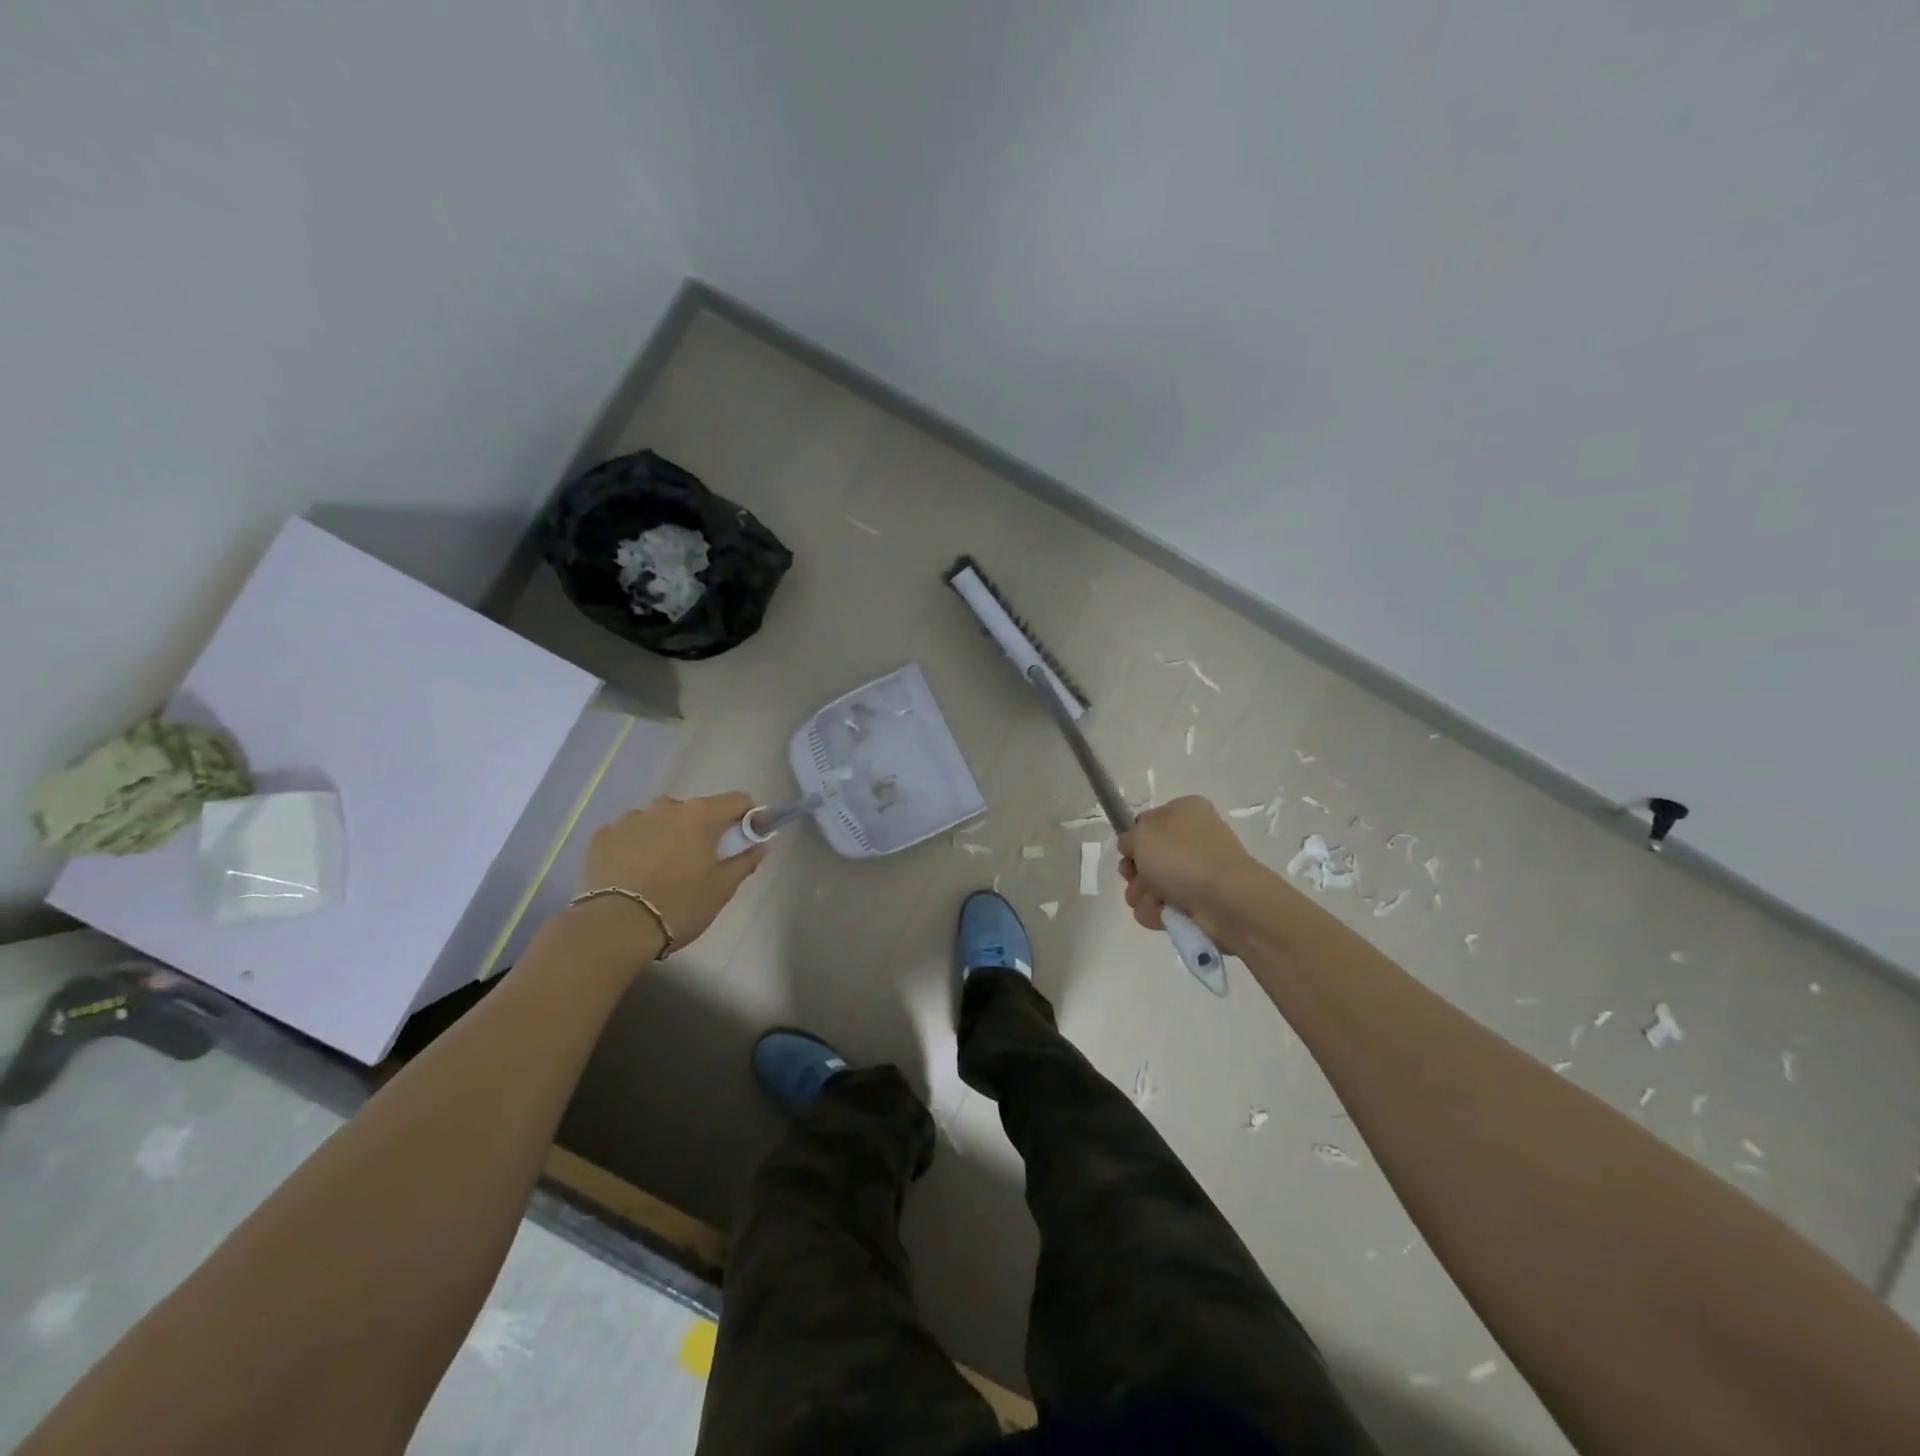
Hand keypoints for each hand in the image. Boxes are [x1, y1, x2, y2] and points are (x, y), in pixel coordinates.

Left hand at [578, 793, 766, 949]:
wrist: (615, 929)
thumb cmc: (680, 906)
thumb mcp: (722, 888)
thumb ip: (745, 861)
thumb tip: (760, 845)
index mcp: (701, 815)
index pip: (737, 800)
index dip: (747, 817)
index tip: (746, 839)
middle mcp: (666, 806)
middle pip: (696, 811)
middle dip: (702, 830)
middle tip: (700, 863)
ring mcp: (631, 818)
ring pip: (660, 821)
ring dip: (667, 836)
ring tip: (661, 871)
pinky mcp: (602, 836)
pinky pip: (629, 834)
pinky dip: (636, 847)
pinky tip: (633, 874)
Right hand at [1118, 795, 1259, 935]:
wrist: (1226, 899)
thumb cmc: (1182, 856)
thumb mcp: (1142, 833)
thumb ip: (1129, 837)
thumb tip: (1134, 849)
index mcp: (1185, 812)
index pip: (1147, 824)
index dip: (1134, 841)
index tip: (1129, 854)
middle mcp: (1193, 839)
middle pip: (1147, 858)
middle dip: (1135, 874)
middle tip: (1136, 879)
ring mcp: (1198, 872)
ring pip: (1152, 886)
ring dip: (1143, 895)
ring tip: (1155, 901)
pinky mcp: (1201, 902)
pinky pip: (1165, 907)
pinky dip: (1158, 912)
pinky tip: (1164, 913)